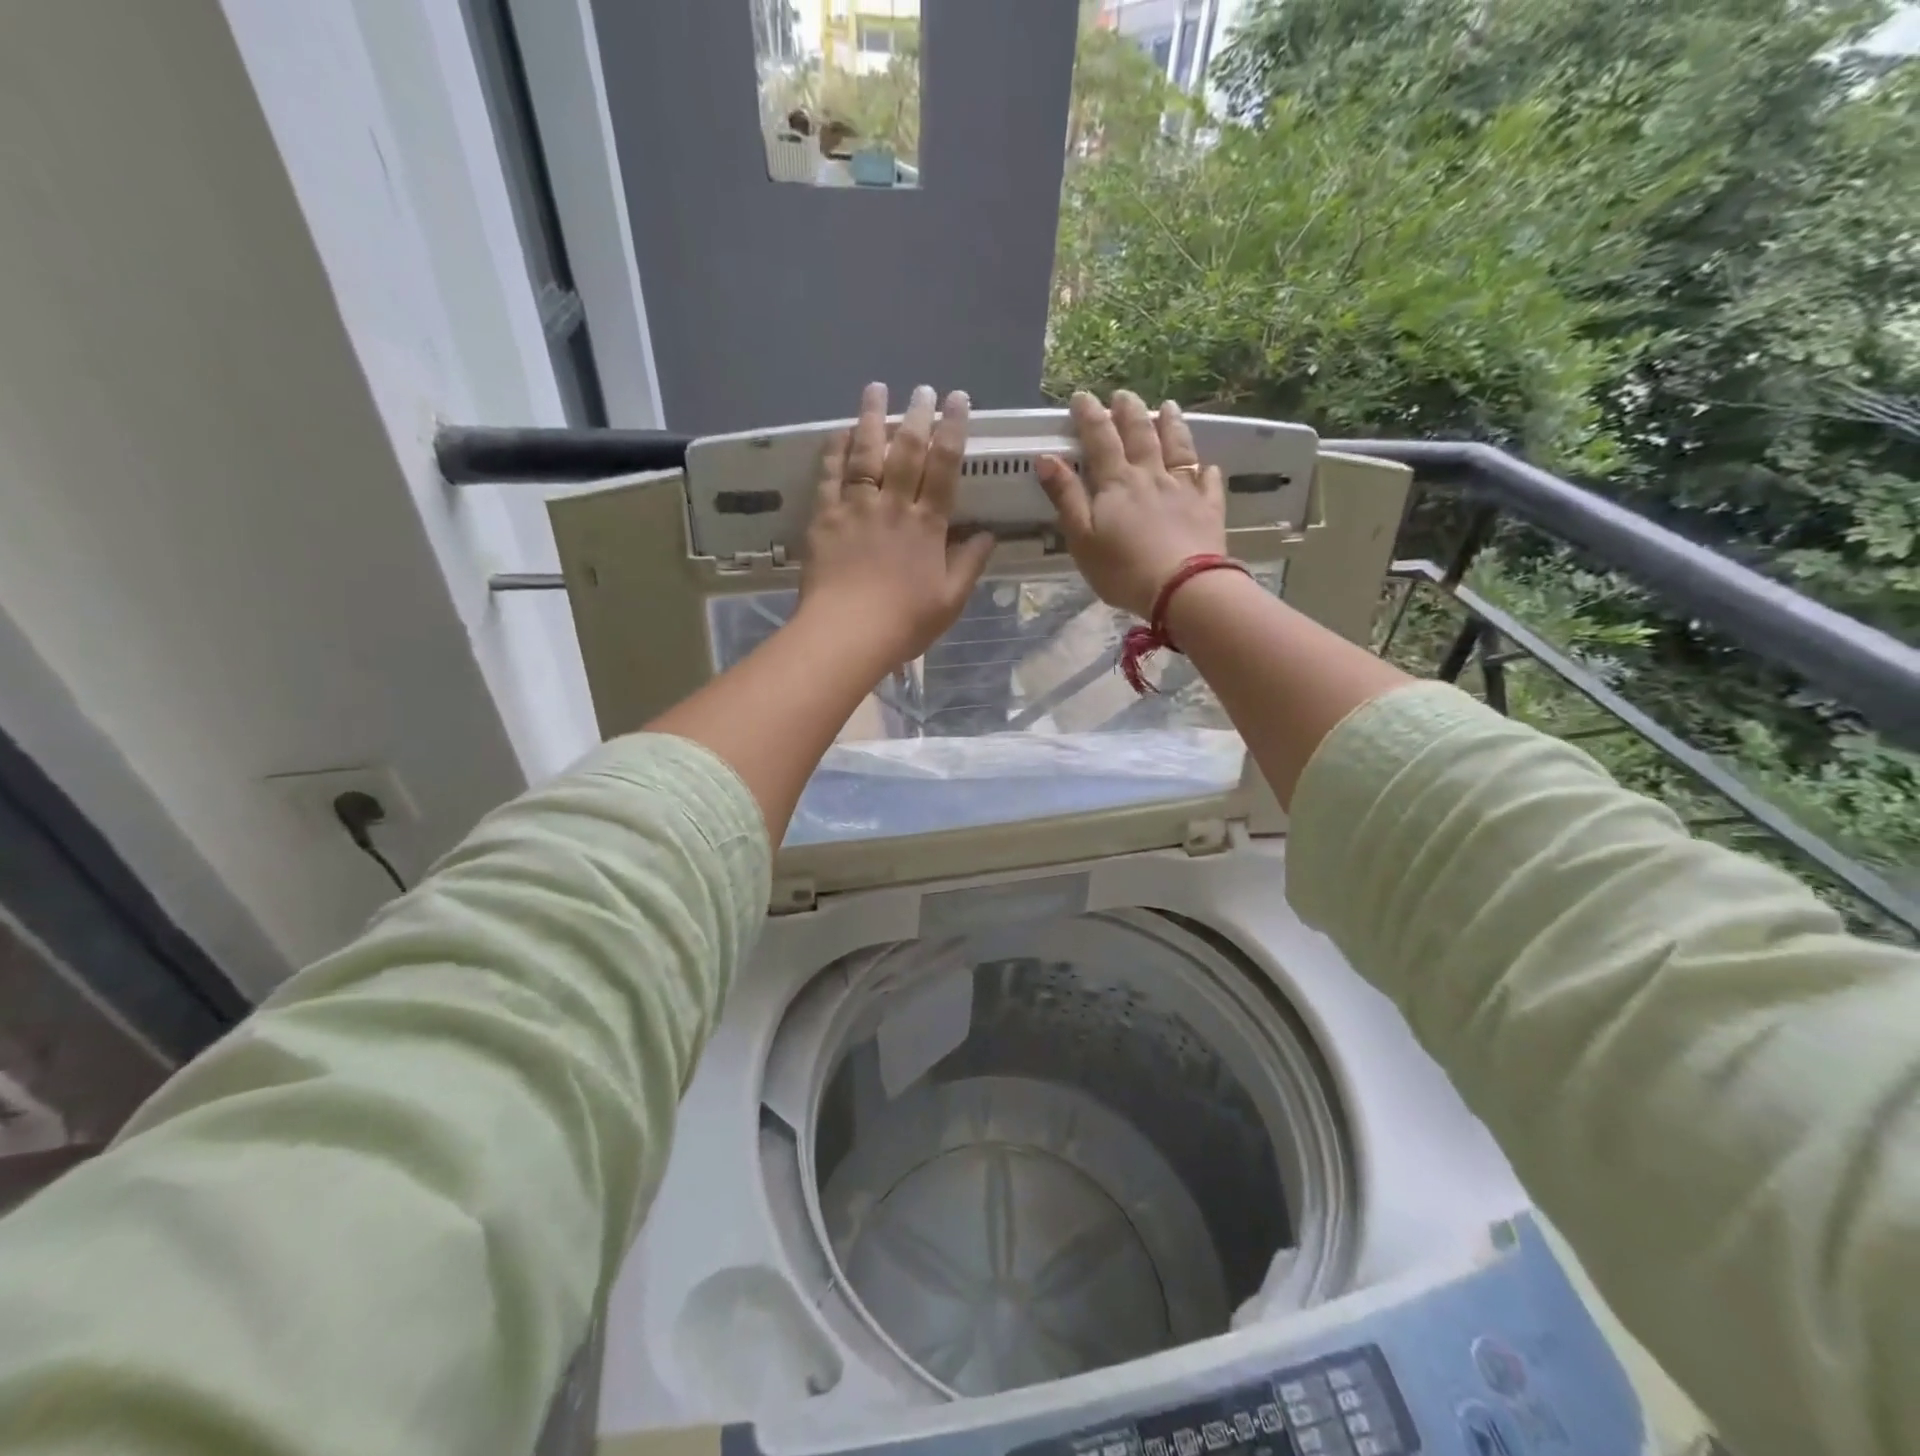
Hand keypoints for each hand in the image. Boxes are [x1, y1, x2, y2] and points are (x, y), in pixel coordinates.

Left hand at [799, 382, 996, 664]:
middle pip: (907, 450)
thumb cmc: (904, 622)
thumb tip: (988, 534)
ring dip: (873, 418)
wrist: (846, 634)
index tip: (958, 401)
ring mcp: (856, 508)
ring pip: (866, 453)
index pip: (944, 467)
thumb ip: (970, 564)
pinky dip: (836, 450)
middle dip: (917, 415)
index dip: (953, 430)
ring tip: (876, 389)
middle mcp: (893, 505)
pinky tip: (840, 431)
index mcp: (927, 525)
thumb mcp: (950, 600)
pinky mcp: (825, 518)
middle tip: (923, 388)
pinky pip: (830, 475)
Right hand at [1037, 390, 1225, 618]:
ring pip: (1177, 447)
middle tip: (1123, 394)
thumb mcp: (1082, 537)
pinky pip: (1208, 481)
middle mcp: (1151, 475)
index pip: (1100, 439)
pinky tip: (1207, 465)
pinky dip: (1205, 469)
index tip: (1081, 397)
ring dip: (1171, 424)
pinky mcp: (1209, 508)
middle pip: (1140, 434)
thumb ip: (1066, 497)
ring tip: (1168, 406)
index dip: (1089, 415)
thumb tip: (1046, 458)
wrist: (1182, 588)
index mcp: (1117, 482)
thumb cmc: (1123, 569)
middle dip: (1129, 411)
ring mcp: (1184, 489)